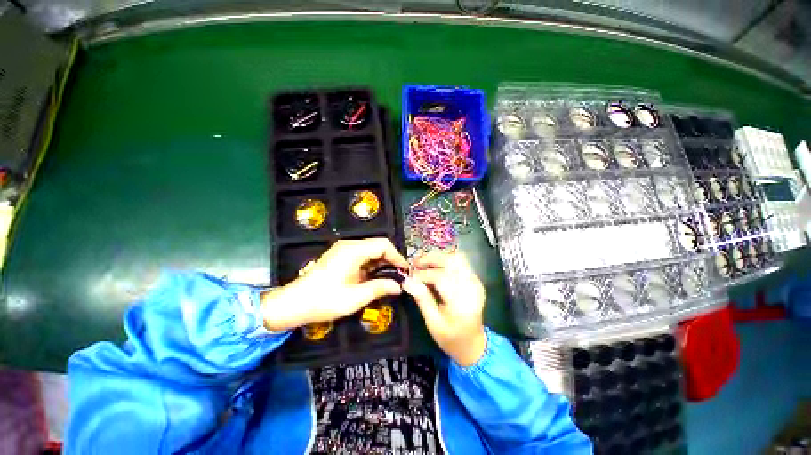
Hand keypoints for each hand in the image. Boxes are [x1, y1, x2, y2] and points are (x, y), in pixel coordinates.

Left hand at [261, 238, 408, 330]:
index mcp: (353, 250)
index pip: (384, 245)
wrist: (293, 304)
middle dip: (391, 260)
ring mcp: (344, 249)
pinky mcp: (340, 256)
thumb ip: (380, 288)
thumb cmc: (324, 301)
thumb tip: (399, 286)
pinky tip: (374, 278)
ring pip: (371, 251)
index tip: (405, 271)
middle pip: (378, 246)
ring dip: (382, 263)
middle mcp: (349, 245)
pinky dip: (372, 265)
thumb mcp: (356, 297)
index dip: (397, 256)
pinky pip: (362, 256)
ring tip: (390, 279)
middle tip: (399, 277)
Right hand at [402, 251, 486, 366]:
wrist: (473, 345)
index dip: (423, 274)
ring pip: (456, 258)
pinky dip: (445, 261)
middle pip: (451, 261)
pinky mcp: (474, 279)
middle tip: (414, 264)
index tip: (409, 277)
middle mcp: (471, 287)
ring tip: (422, 264)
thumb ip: (422, 299)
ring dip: (437, 257)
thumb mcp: (432, 322)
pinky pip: (460, 262)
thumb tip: (407, 281)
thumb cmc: (451, 338)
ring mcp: (475, 281)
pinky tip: (434, 267)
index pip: (441, 277)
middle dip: (430, 259)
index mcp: (461, 302)